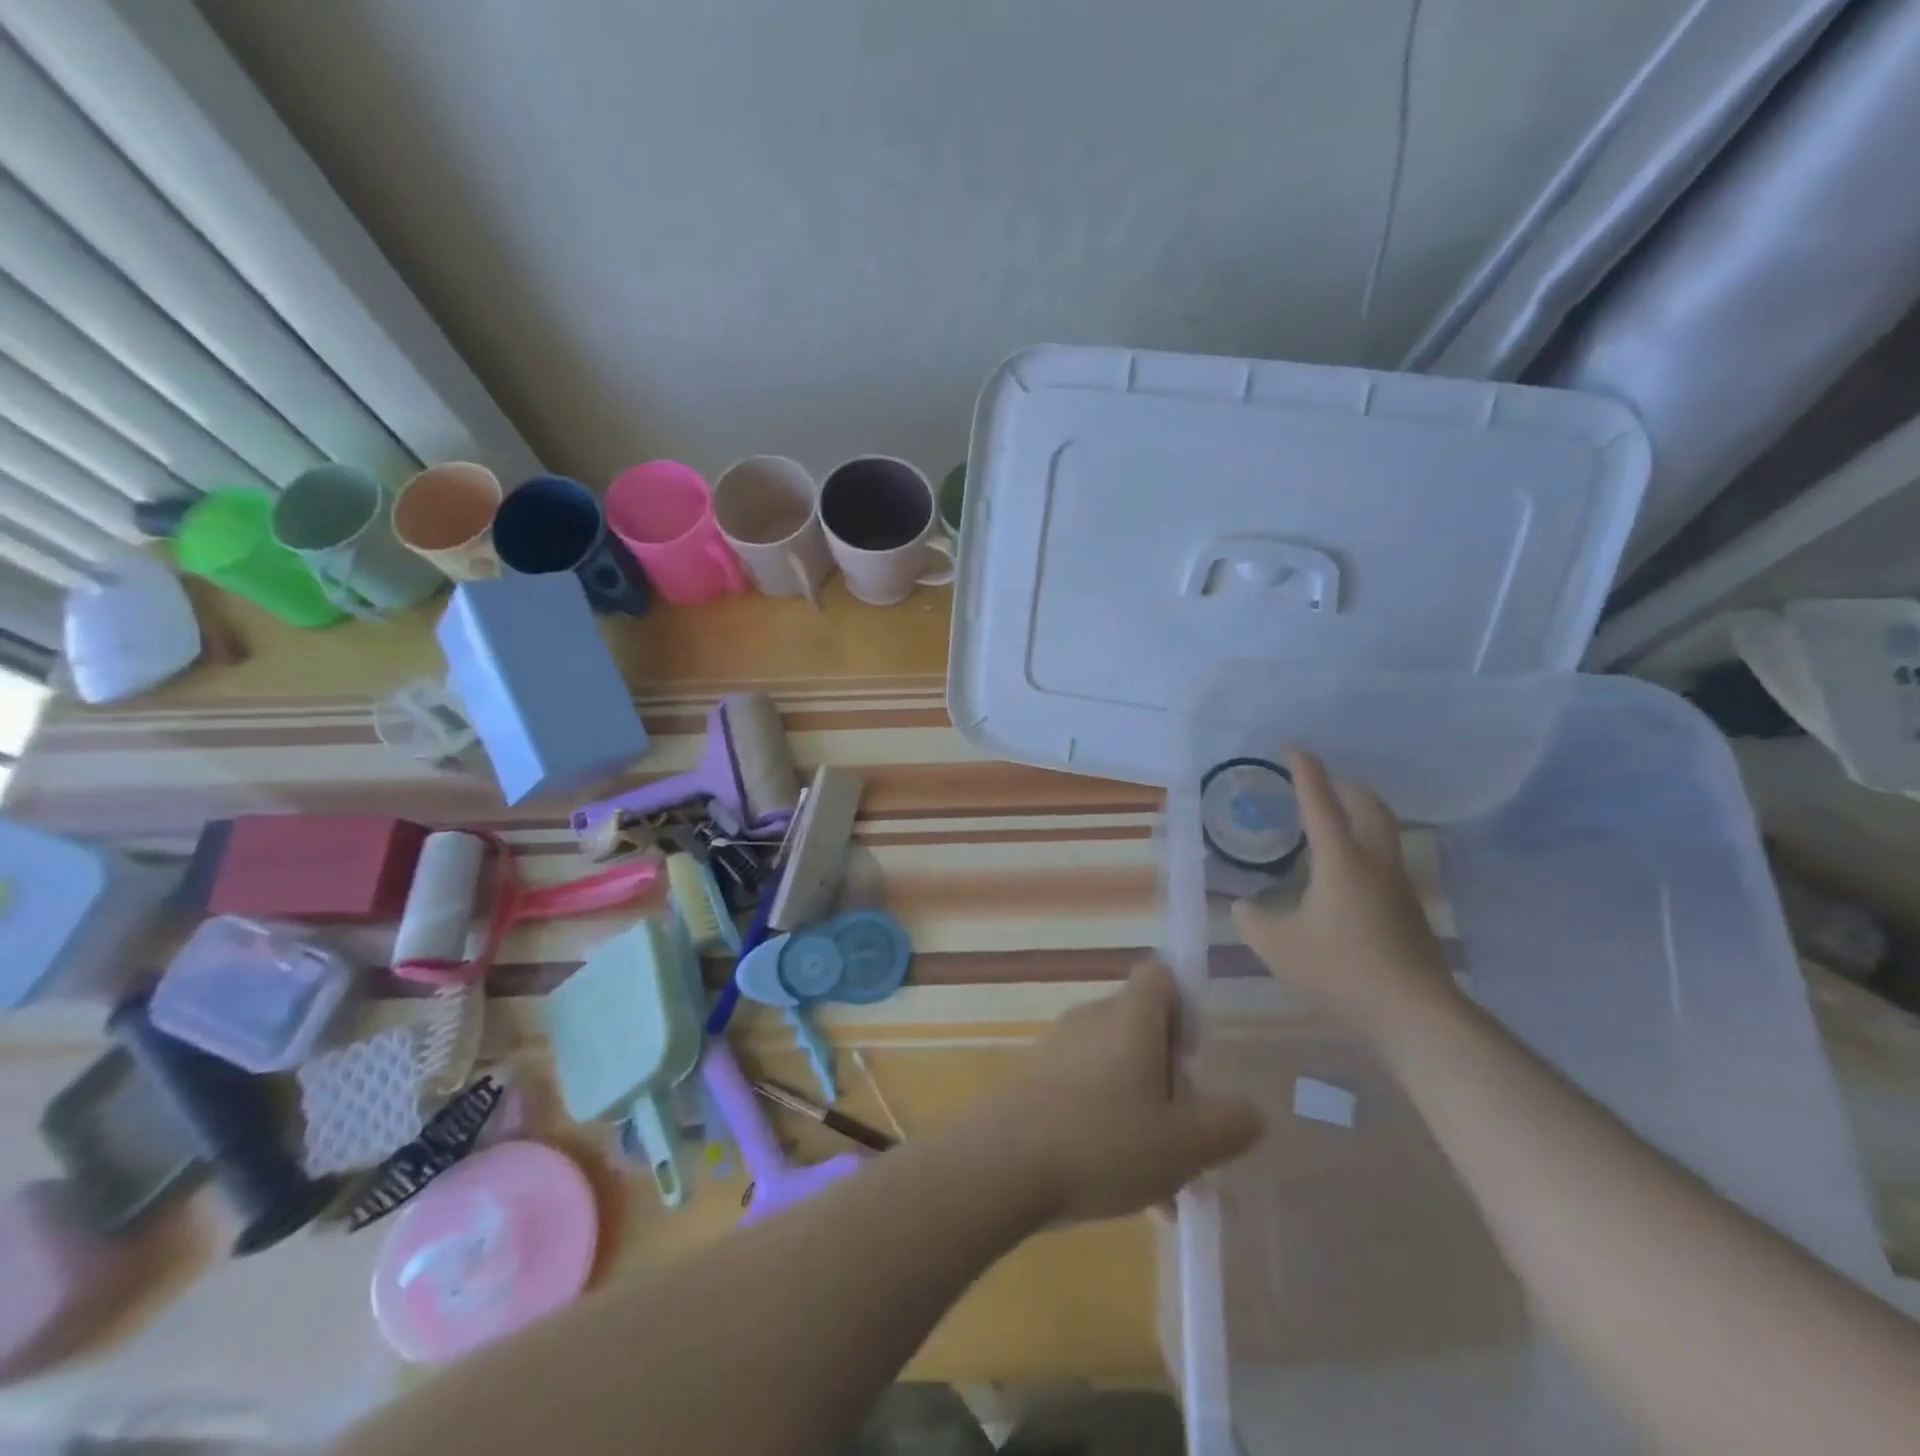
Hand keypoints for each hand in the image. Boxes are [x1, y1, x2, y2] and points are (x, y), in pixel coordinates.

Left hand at [974, 961, 1263, 1223]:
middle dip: (1169, 1081)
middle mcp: (1092, 1019)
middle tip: (1186, 1137)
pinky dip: (1107, 1127)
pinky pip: (1084, 1092)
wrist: (1000, 1164)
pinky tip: (1119, 1190)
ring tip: (1162, 1188)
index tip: (1195, 1060)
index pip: (1162, 976)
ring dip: (1142, 1116)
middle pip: (1142, 1030)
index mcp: (1130, 1017)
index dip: (1186, 1009)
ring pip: (1115, 1071)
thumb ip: (1229, 1125)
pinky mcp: (1033, 1078)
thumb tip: (1253, 1110)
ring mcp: (1057, 1048)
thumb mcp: (1185, 1144)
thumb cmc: (1103, 1142)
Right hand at [1231, 748, 1461, 1048]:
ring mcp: (1399, 887)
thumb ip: (1252, 919)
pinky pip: (1385, 860)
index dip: (1305, 771)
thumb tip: (1244, 905)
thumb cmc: (1341, 972)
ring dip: (1360, 815)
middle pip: (1369, 807)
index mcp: (1341, 860)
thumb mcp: (1277, 946)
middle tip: (1320, 783)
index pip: (1320, 802)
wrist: (1417, 1017)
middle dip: (1345, 786)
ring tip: (1331, 823)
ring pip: (1384, 832)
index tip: (1292, 747)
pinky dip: (1364, 847)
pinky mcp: (1410, 912)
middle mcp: (1375, 863)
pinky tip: (1343, 875)